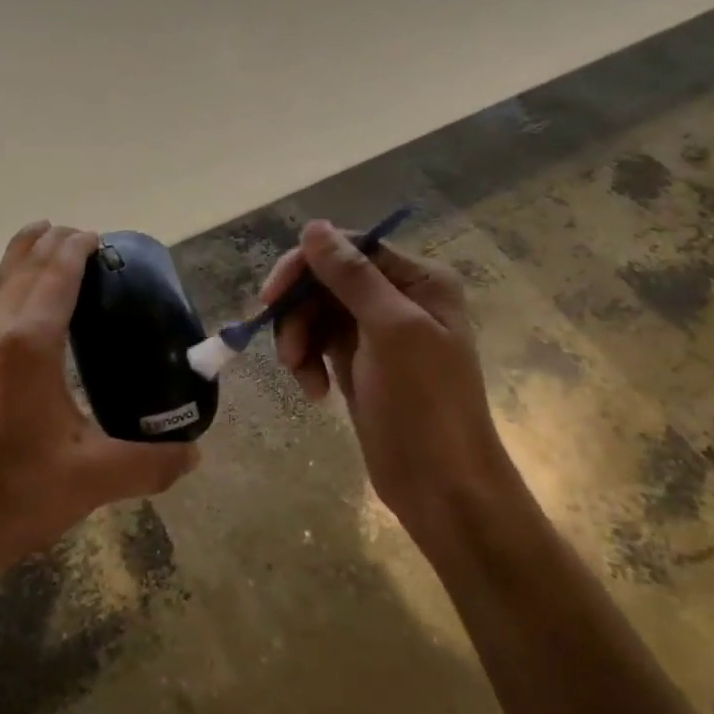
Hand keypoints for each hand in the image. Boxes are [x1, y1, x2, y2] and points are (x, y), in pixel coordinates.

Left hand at [0, 222, 199, 610]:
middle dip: (54, 245)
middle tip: (79, 235)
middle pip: (29, 269)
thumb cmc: (13, 496)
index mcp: (32, 343)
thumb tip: (196, 456)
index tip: (98, 236)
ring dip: (18, 252)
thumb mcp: (91, 478)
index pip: (60, 276)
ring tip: (37, 229)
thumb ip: (150, 464)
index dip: (79, 250)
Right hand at [265, 220, 499, 536]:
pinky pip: (318, 342)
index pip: (348, 248)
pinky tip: (314, 391)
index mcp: (418, 280)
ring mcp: (376, 331)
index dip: (305, 266)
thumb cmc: (425, 404)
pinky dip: (308, 362)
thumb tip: (313, 226)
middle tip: (285, 351)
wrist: (441, 487)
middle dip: (299, 312)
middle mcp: (397, 297)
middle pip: (325, 280)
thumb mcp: (391, 331)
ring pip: (315, 312)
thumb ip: (351, 276)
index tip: (272, 297)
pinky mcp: (359, 362)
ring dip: (299, 340)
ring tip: (301, 376)